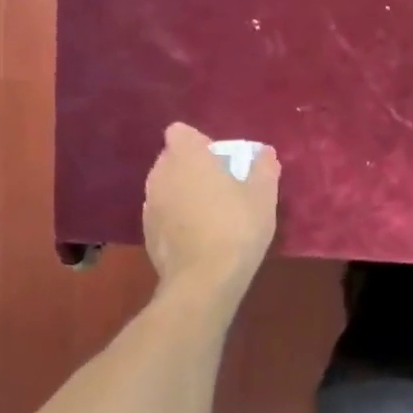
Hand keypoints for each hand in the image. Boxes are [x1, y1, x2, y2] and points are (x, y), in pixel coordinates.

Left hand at [142, 124, 279, 299]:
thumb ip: (264, 168)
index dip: (199, 142)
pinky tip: (198, 235)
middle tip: (220, 184)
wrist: (205, 279)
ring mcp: (150, 205)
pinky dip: (176, 217)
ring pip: (166, 187)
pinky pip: (163, 213)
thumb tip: (265, 154)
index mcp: (186, 157)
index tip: (220, 159)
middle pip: (172, 159)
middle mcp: (160, 175)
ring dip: (182, 192)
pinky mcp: (146, 233)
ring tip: (209, 212)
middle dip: (191, 166)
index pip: (181, 132)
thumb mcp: (264, 195)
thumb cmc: (237, 227)